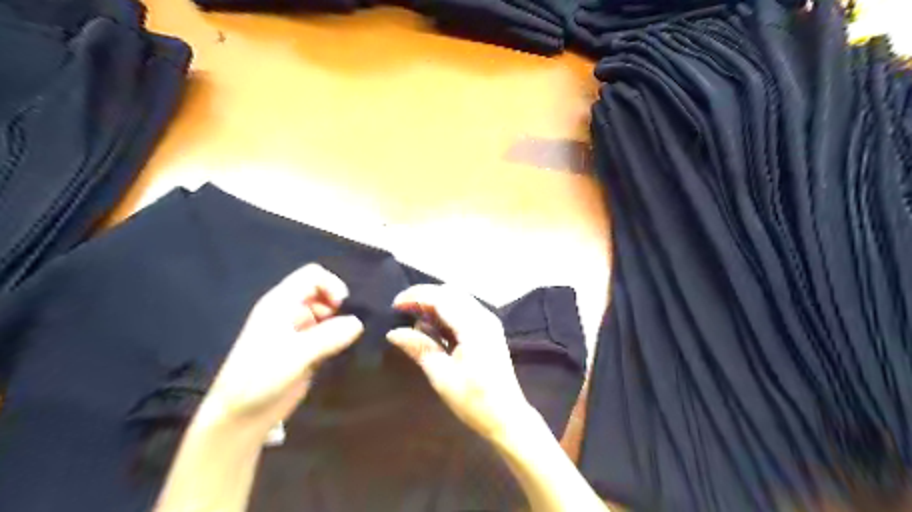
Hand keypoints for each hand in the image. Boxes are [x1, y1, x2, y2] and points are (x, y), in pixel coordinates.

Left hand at [200, 264, 363, 434]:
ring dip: (341, 323)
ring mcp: (298, 331)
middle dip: (339, 306)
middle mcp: (290, 312)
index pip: (312, 275)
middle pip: (323, 293)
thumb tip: (359, 323)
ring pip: (328, 314)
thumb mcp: (296, 354)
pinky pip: (329, 333)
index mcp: (281, 303)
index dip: (331, 285)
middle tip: (348, 328)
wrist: (240, 417)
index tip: (342, 308)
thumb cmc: (260, 378)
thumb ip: (330, 335)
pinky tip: (343, 352)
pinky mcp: (306, 350)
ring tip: (347, 342)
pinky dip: (339, 338)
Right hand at [383, 285, 535, 439]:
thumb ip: (419, 348)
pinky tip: (432, 327)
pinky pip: (464, 309)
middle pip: (450, 292)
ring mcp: (488, 322)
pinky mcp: (488, 330)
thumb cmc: (474, 400)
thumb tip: (393, 332)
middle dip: (424, 296)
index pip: (441, 297)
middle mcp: (483, 317)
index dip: (416, 296)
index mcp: (473, 326)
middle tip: (402, 310)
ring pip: (458, 298)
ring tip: (413, 317)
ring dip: (435, 302)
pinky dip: (446, 311)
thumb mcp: (442, 376)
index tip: (394, 305)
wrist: (507, 417)